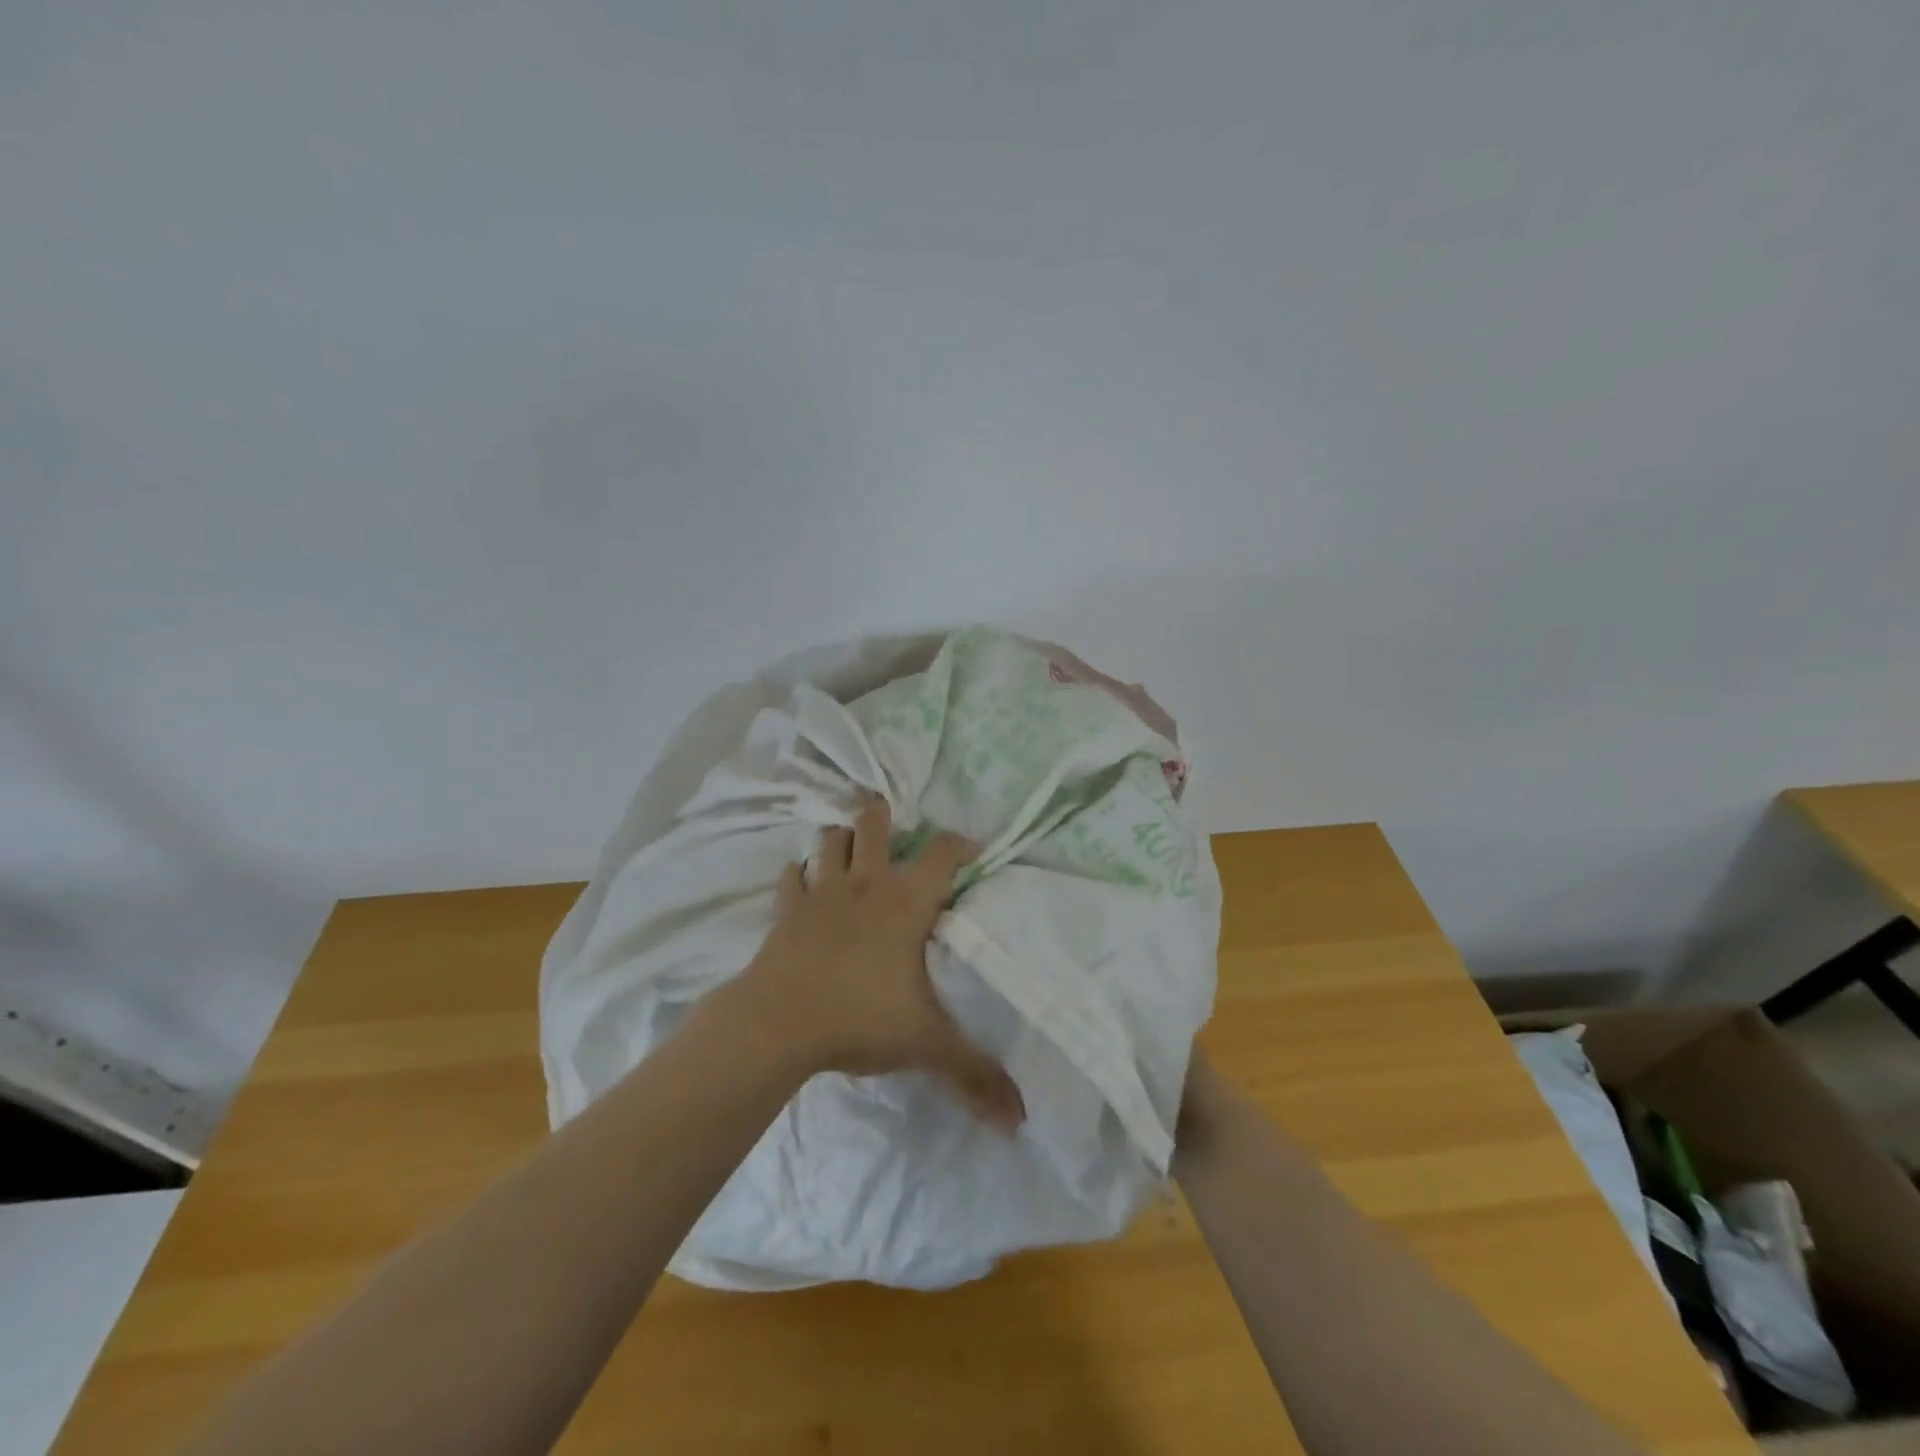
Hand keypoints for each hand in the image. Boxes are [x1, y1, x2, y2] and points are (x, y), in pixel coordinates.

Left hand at [742, 796, 1025, 1133]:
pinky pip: (790, 879)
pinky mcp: (786, 911)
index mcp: (907, 903)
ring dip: (840, 838)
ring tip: (849, 846)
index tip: (972, 848)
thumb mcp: (927, 1044)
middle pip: (873, 825)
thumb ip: (974, 1075)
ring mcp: (821, 893)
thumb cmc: (860, 1019)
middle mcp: (866, 885)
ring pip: (829, 841)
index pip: (943, 854)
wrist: (779, 1023)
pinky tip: (802, 883)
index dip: (960, 843)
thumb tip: (1020, 1119)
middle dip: (882, 815)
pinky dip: (798, 876)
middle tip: (892, 821)